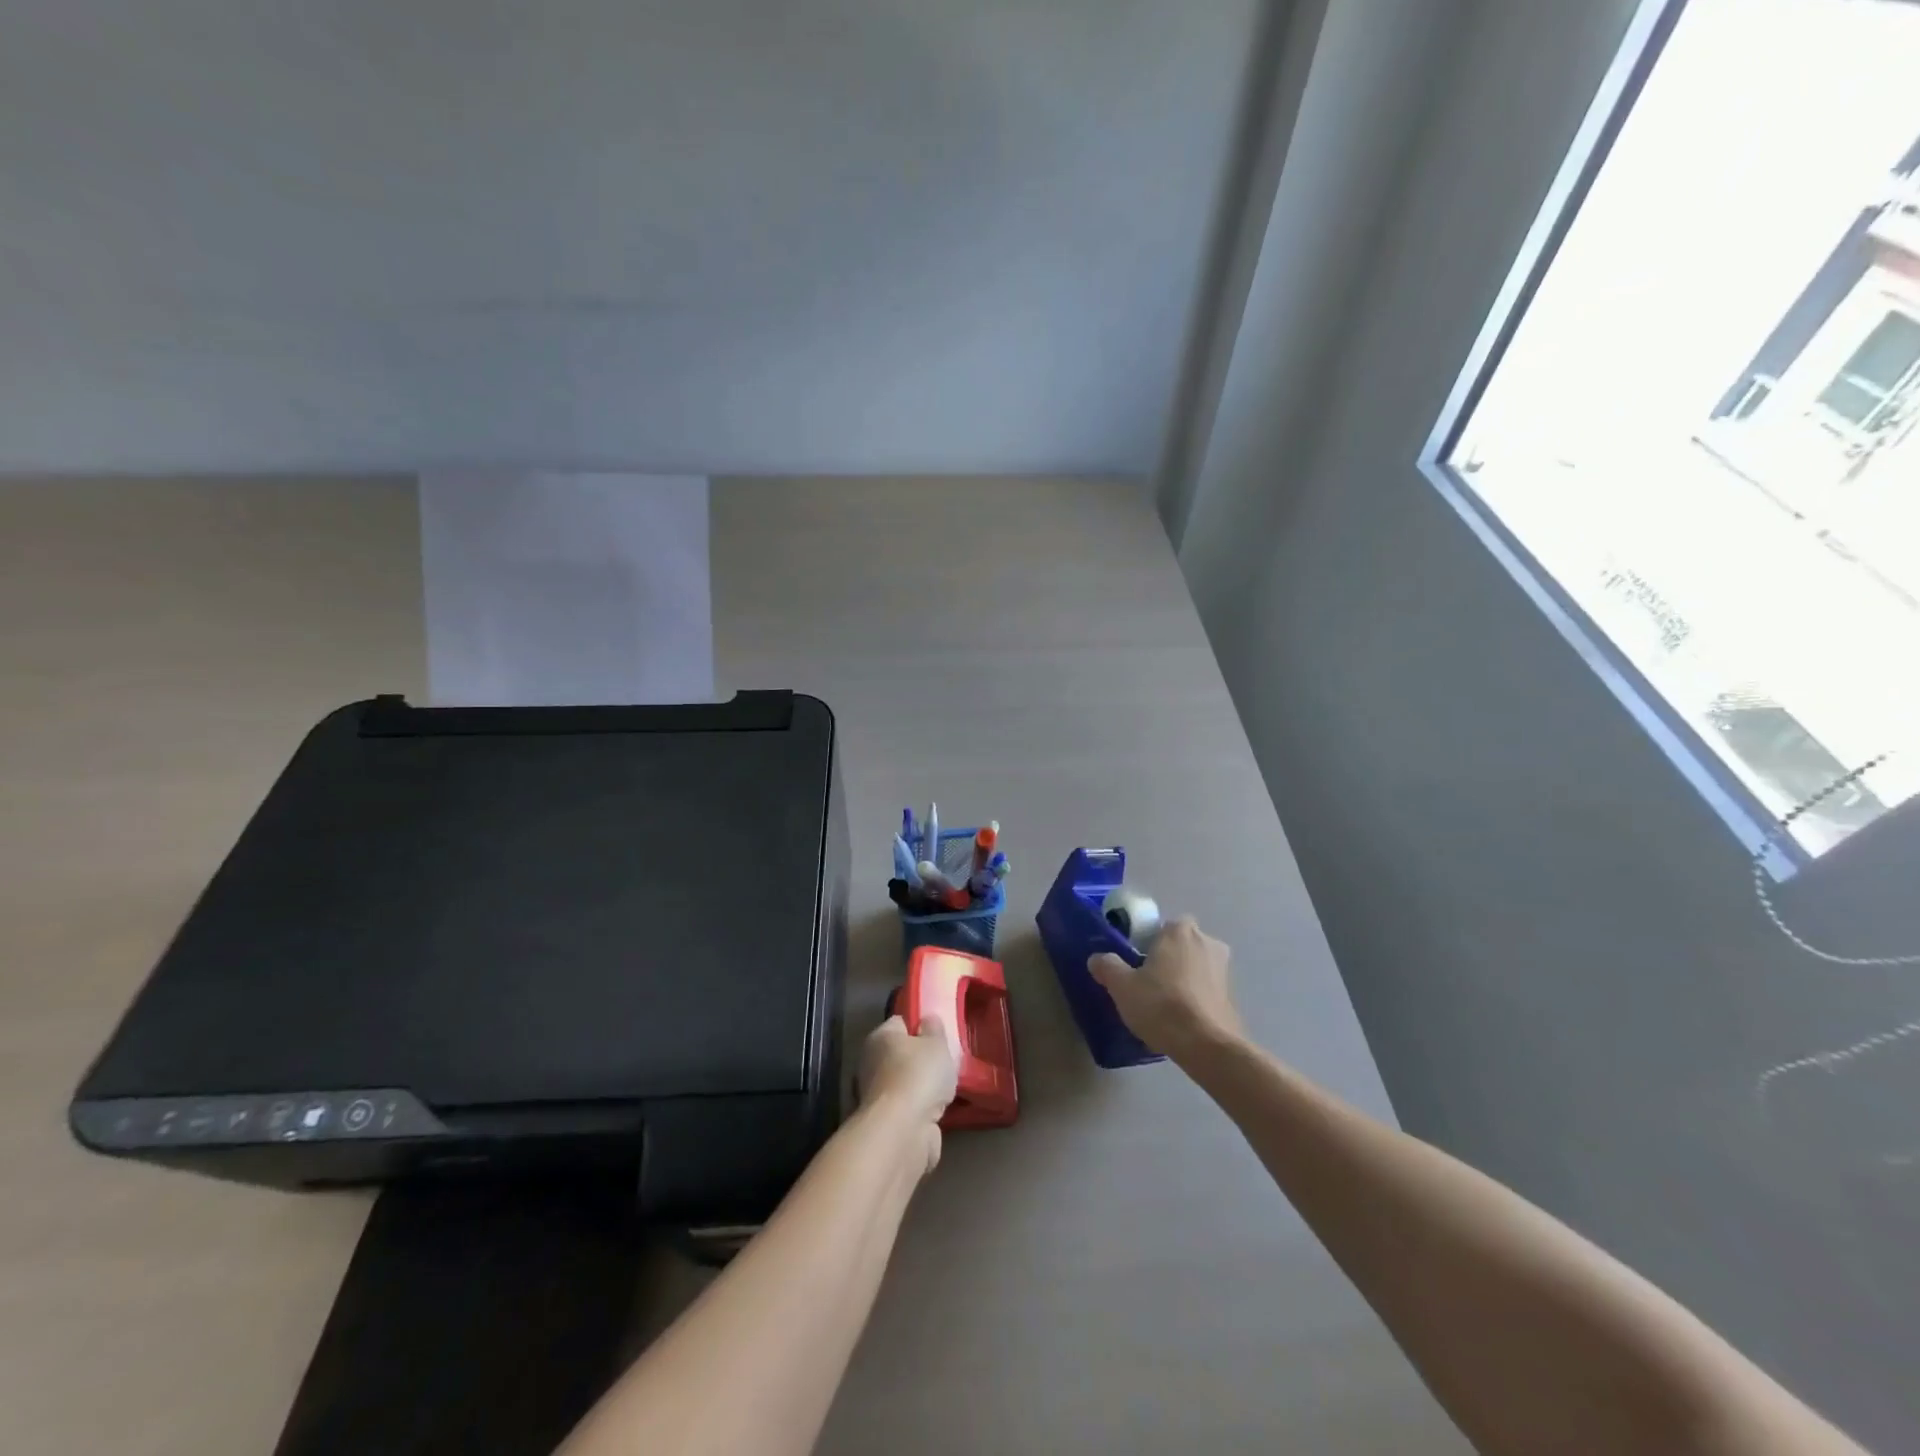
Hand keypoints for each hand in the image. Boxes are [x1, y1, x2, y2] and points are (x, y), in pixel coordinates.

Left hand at [858, 1015, 958, 1172]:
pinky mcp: (884, 1123)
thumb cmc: (919, 1075)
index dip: (919, 1025)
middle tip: (944, 1063)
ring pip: (904, 1085)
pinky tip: (936, 1113)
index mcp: (880, 1037)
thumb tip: (927, 1021)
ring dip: (920, 1090)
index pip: (900, 1023)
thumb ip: (934, 1030)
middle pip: (900, 1055)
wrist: (903, 1131)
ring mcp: (875, 1096)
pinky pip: (907, 1109)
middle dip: (920, 1060)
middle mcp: (871, 1063)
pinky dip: (919, 1112)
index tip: (938, 1034)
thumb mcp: (936, 1043)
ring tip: (945, 1090)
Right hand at [1090, 917, 1243, 1062]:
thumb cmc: (1161, 1005)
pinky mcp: (1233, 996)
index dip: (1150, 941)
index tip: (1137, 961)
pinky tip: (1181, 1019)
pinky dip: (1196, 997)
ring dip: (1184, 978)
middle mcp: (1207, 942)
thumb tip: (1097, 959)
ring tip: (1164, 1004)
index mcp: (1180, 931)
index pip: (1164, 925)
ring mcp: (1224, 970)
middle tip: (1148, 981)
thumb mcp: (1122, 986)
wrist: (1207, 1046)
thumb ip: (1107, 967)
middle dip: (1168, 958)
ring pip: (1196, 966)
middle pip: (1182, 944)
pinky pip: (1207, 989)